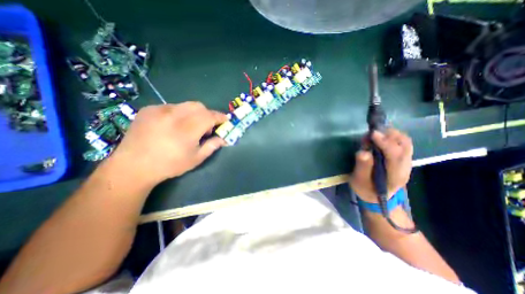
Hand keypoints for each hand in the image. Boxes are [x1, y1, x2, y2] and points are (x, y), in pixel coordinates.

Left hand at [105, 102, 227, 186]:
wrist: (133, 166)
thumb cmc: (169, 165)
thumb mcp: (196, 159)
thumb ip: (212, 146)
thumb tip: (224, 139)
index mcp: (187, 130)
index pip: (209, 116)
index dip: (220, 117)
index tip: (225, 119)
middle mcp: (174, 115)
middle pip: (199, 106)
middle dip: (207, 114)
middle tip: (206, 127)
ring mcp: (159, 110)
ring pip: (185, 105)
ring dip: (194, 113)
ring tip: (189, 127)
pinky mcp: (149, 109)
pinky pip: (172, 106)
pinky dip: (179, 113)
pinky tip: (173, 125)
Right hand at [350, 128, 411, 202]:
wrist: (377, 198)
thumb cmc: (366, 190)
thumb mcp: (359, 181)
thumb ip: (362, 167)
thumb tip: (363, 152)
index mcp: (394, 175)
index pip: (395, 155)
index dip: (385, 142)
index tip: (372, 133)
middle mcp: (405, 167)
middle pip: (405, 145)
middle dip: (389, 135)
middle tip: (370, 133)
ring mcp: (406, 162)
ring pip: (405, 142)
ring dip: (390, 134)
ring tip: (373, 135)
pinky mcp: (403, 159)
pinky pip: (401, 143)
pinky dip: (391, 137)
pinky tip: (379, 138)